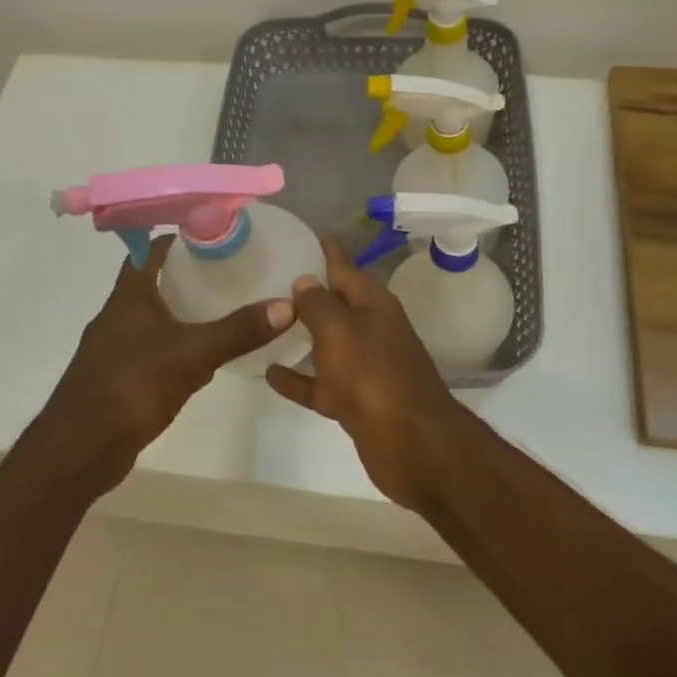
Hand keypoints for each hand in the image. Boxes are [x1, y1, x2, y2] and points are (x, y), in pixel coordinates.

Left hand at [35, 236, 295, 495]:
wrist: (78, 450)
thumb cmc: (131, 387)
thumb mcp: (192, 354)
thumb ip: (237, 331)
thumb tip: (287, 305)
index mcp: (129, 297)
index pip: (150, 251)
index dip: (178, 239)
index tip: (213, 235)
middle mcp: (118, 316)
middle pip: (154, 283)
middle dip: (188, 276)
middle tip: (229, 271)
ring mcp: (115, 349)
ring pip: (154, 319)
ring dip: (182, 313)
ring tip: (223, 310)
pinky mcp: (119, 379)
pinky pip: (153, 352)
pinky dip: (176, 348)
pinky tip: (202, 361)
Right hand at [265, 238, 463, 510]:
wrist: (411, 443)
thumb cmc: (372, 374)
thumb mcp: (339, 329)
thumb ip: (318, 303)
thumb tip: (305, 280)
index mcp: (373, 304)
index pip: (345, 266)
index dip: (326, 250)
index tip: (304, 233)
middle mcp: (371, 330)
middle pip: (336, 304)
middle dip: (308, 292)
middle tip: (269, 277)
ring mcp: (364, 367)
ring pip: (327, 343)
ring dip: (301, 335)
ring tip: (265, 321)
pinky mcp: (355, 401)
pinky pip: (320, 383)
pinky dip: (298, 378)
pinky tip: (268, 373)